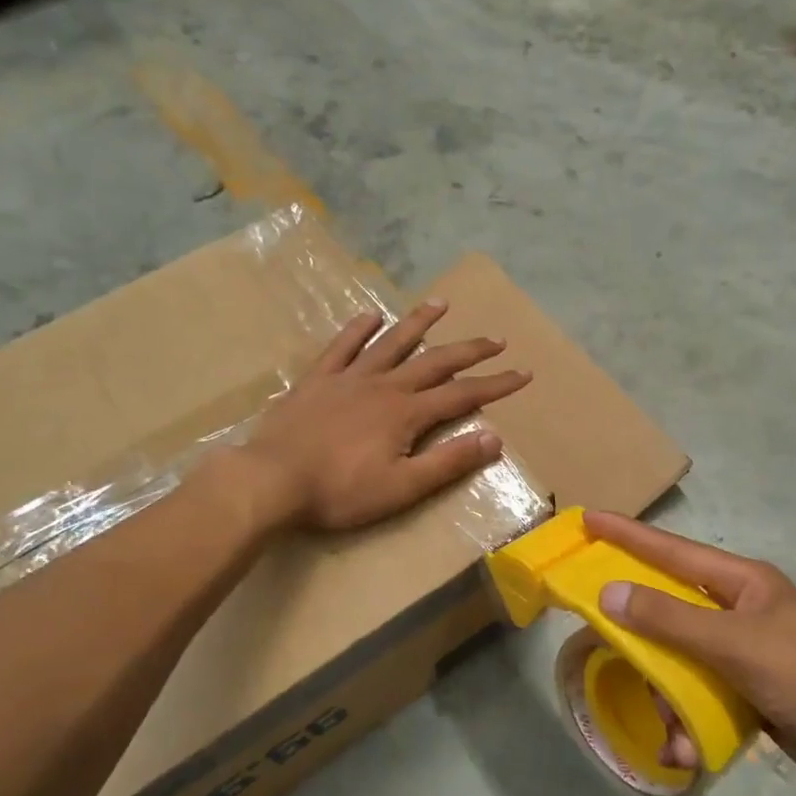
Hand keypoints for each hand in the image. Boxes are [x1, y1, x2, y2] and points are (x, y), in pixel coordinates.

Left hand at [244, 299, 530, 530]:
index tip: (523, 373)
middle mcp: (384, 385)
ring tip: (441, 304)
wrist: (271, 480)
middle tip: (496, 339)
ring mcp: (349, 378)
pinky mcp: (317, 379)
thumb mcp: (402, 487)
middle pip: (435, 361)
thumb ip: (448, 462)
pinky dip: (359, 330)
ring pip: (392, 343)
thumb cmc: (340, 491)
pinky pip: (342, 346)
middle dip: (469, 350)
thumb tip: (494, 437)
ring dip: (419, 323)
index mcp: (407, 413)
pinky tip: (371, 315)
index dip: (496, 384)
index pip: (462, 395)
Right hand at [584, 511, 795, 781]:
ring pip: (681, 661)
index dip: (627, 535)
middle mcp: (738, 609)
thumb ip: (669, 620)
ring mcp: (744, 651)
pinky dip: (690, 722)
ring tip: (671, 733)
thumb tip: (610, 593)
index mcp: (740, 582)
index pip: (670, 550)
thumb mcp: (733, 643)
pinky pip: (701, 695)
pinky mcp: (749, 689)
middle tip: (610, 650)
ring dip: (669, 698)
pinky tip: (686, 751)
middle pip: (669, 613)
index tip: (588, 520)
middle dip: (643, 643)